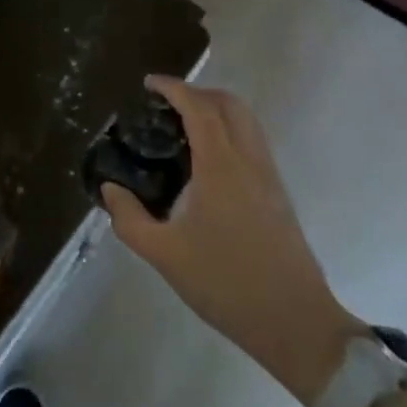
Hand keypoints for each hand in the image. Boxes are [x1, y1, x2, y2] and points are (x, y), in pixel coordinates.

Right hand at [101, 76, 359, 402]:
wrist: (296, 322)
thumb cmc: (226, 284)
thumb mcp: (165, 255)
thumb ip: (130, 219)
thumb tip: (111, 189)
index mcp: (221, 166)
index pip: (198, 107)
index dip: (173, 88)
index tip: (149, 84)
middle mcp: (249, 160)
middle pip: (229, 103)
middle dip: (197, 93)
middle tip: (165, 105)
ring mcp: (269, 175)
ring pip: (246, 121)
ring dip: (216, 110)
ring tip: (184, 128)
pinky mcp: (279, 194)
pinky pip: (253, 142)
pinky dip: (230, 131)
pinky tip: (208, 161)